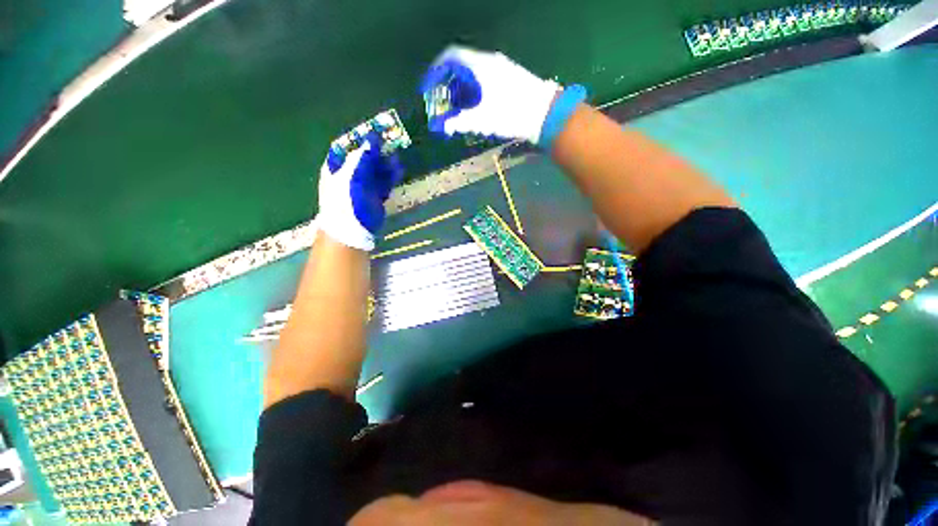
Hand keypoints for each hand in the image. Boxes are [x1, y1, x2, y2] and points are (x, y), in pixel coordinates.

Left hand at [315, 133, 402, 250]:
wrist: (351, 230)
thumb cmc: (346, 202)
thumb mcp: (351, 178)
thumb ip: (361, 159)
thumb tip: (371, 141)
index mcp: (337, 166)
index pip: (350, 147)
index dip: (362, 139)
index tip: (378, 132)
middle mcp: (350, 173)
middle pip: (365, 157)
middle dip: (378, 152)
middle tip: (392, 145)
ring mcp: (363, 185)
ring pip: (376, 169)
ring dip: (386, 164)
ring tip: (397, 159)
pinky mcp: (374, 195)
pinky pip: (383, 182)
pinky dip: (390, 177)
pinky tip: (398, 172)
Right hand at [420, 46, 559, 143]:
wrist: (545, 113)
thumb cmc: (511, 114)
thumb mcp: (483, 120)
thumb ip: (461, 122)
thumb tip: (445, 126)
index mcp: (481, 65)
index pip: (451, 56)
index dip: (437, 68)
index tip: (431, 84)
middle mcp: (491, 61)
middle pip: (463, 65)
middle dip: (450, 83)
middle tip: (445, 101)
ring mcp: (504, 68)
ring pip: (476, 72)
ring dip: (465, 88)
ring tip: (461, 108)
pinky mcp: (513, 77)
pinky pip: (488, 78)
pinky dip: (478, 89)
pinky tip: (480, 106)